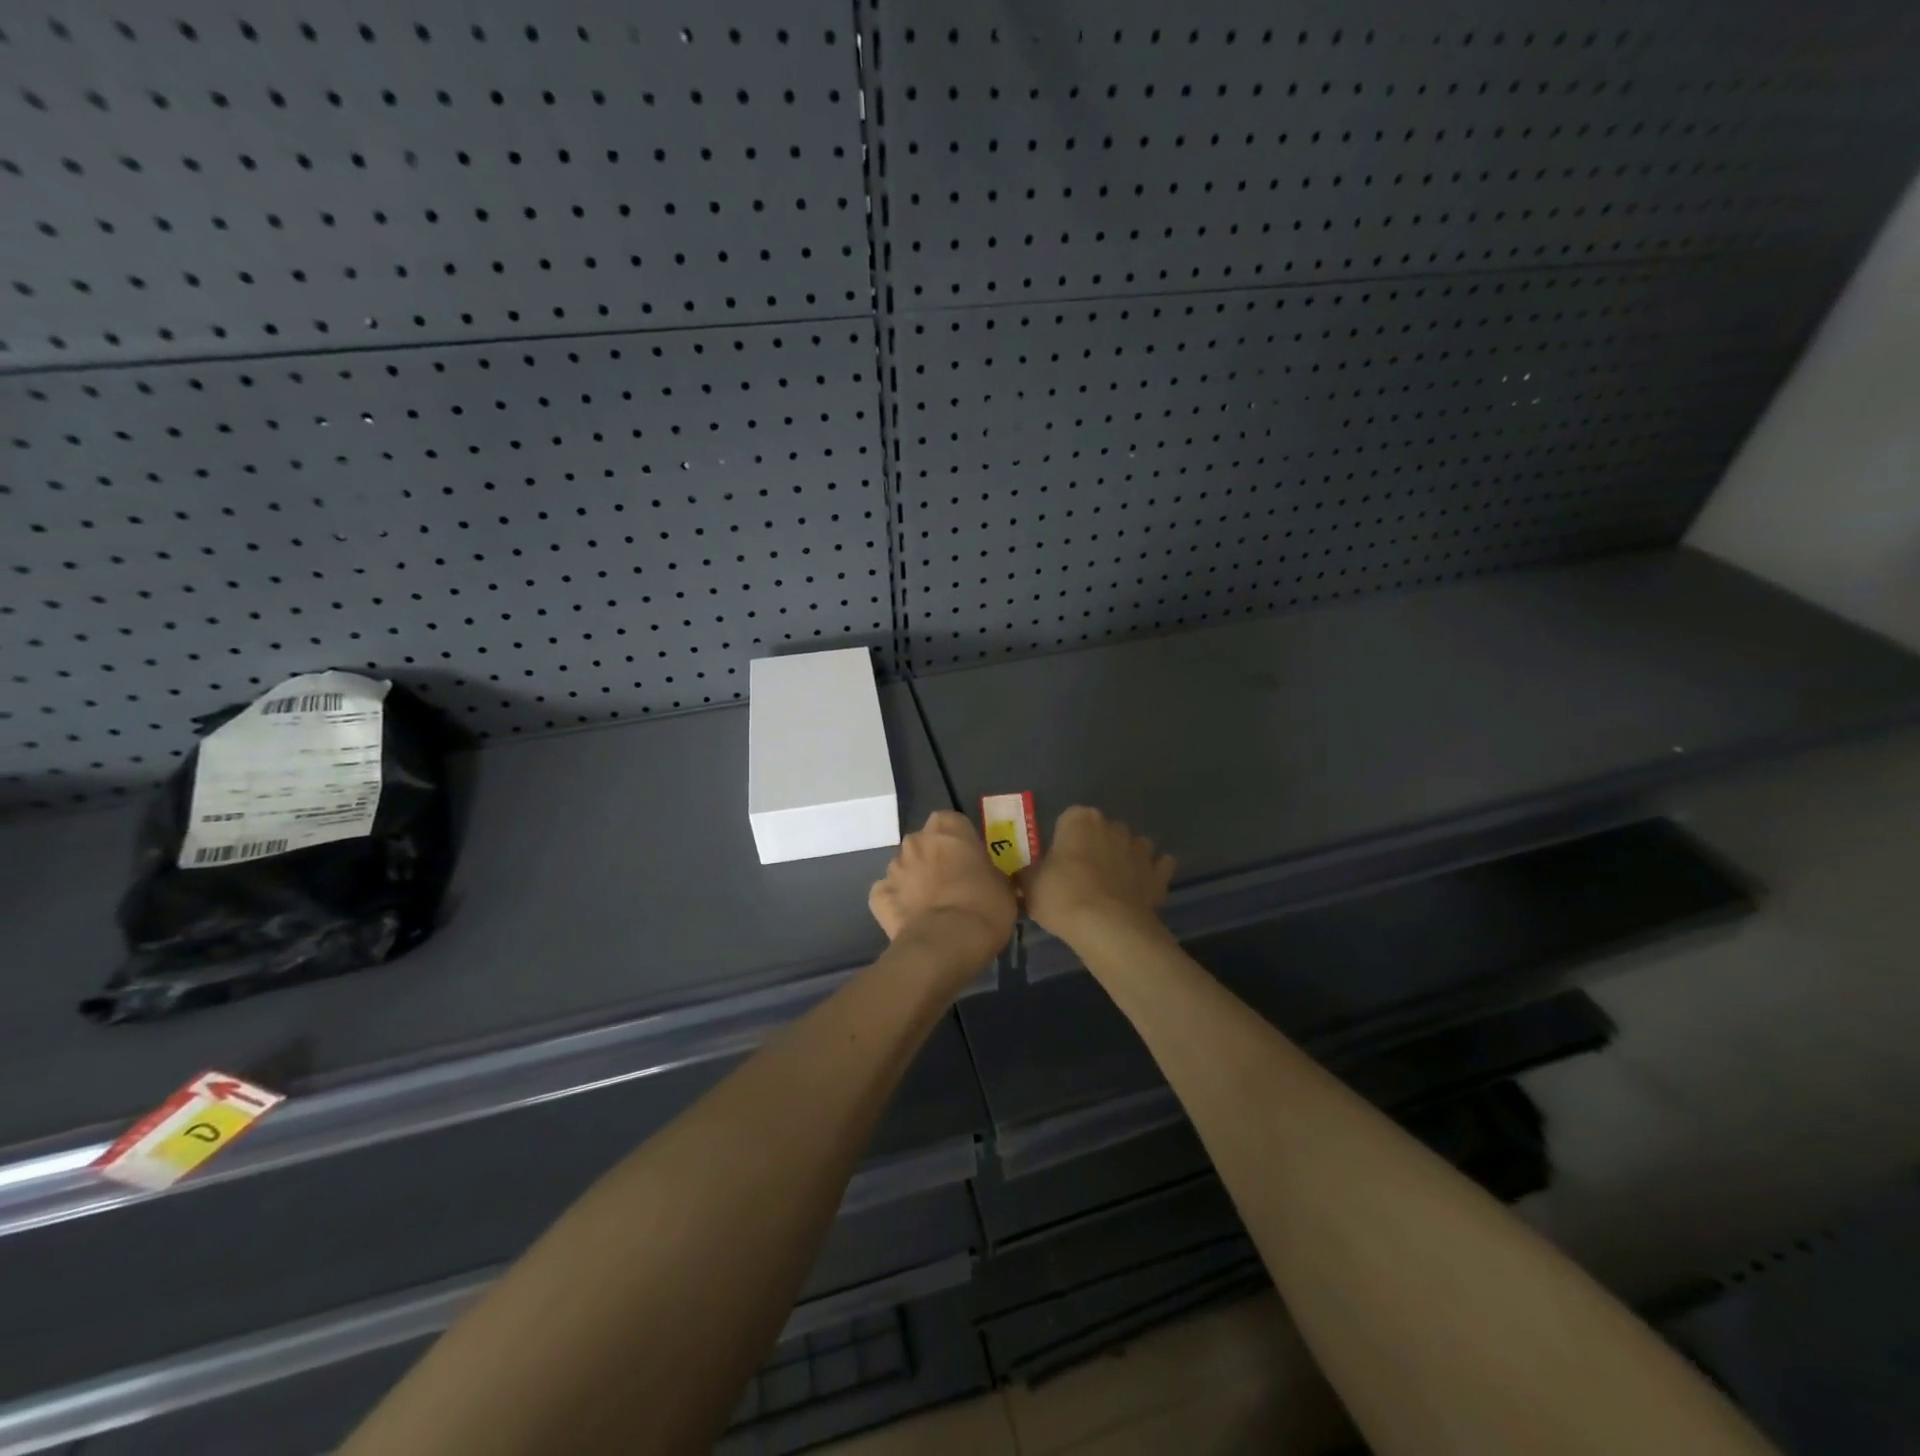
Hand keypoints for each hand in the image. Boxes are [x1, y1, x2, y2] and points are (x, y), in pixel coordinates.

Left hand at [869, 811, 1018, 972]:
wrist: (947, 943)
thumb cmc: (984, 906)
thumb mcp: (1003, 885)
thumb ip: (989, 872)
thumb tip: (986, 879)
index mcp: (948, 828)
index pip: (951, 822)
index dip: (960, 841)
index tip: (970, 860)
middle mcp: (916, 840)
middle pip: (924, 843)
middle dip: (934, 858)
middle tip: (952, 883)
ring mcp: (893, 867)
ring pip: (905, 868)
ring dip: (915, 881)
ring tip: (932, 907)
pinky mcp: (878, 895)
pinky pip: (888, 894)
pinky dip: (897, 903)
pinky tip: (912, 920)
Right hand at [1018, 806, 1174, 941]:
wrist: (1106, 927)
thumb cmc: (1062, 896)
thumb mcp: (1030, 885)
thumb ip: (1027, 874)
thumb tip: (1023, 874)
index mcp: (1079, 819)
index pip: (1069, 819)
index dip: (1063, 840)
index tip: (1057, 862)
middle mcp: (1112, 826)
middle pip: (1103, 830)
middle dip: (1096, 846)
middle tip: (1082, 875)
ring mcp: (1140, 849)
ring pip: (1133, 845)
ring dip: (1126, 858)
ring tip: (1112, 884)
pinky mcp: (1159, 874)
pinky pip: (1158, 867)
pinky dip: (1152, 875)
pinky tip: (1140, 890)